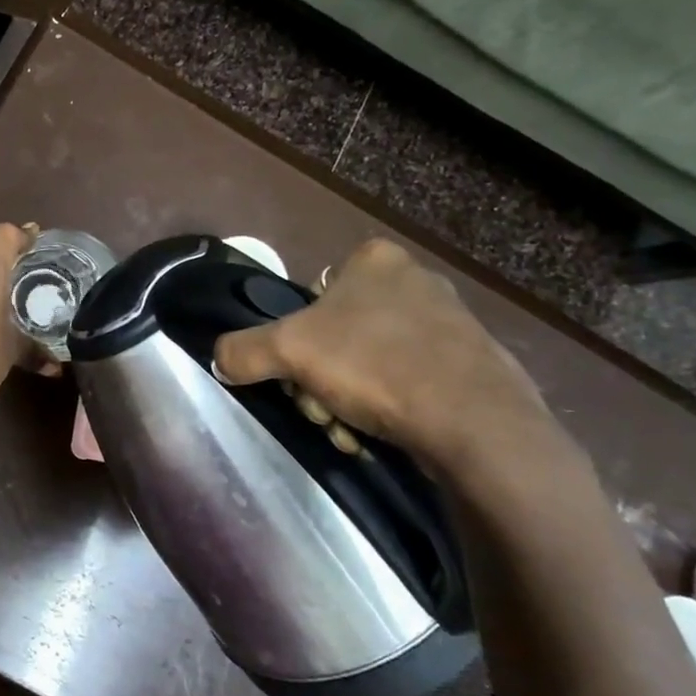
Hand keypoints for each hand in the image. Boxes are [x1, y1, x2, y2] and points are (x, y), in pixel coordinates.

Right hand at [212, 238, 550, 473]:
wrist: (475, 422)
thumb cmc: (374, 365)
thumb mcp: (288, 350)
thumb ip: (243, 350)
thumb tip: (219, 359)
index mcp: (376, 260)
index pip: (314, 292)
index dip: (298, 336)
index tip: (299, 370)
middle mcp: (417, 280)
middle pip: (339, 333)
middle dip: (321, 377)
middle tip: (320, 408)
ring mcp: (452, 323)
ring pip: (372, 362)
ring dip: (350, 399)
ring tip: (351, 431)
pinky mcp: (475, 365)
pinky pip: (412, 382)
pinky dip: (391, 409)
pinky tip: (384, 436)